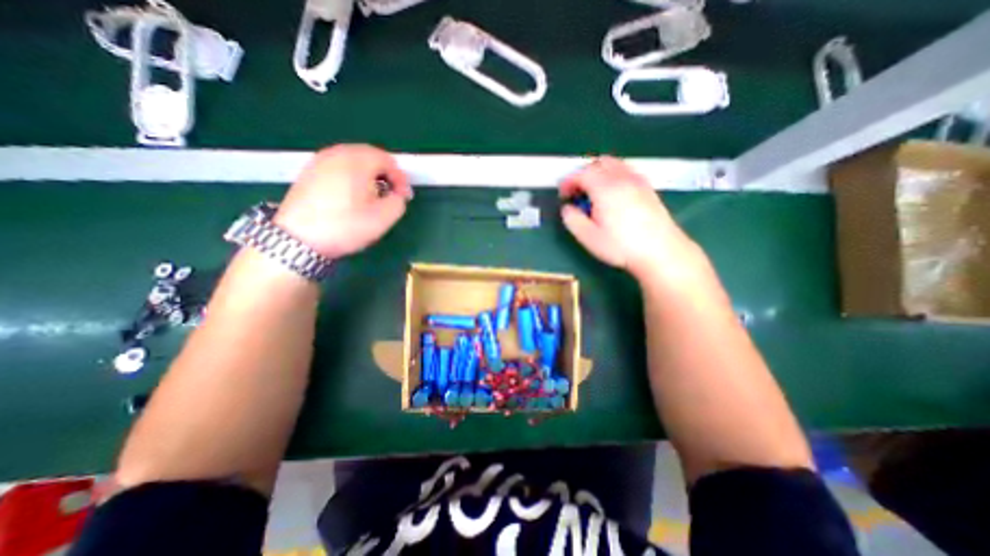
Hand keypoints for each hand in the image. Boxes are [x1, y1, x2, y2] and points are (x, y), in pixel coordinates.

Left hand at [271, 143, 411, 258]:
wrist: (298, 239)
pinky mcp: (309, 172)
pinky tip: (352, 196)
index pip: (388, 160)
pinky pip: (338, 167)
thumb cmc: (345, 226)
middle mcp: (337, 154)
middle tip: (392, 193)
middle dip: (386, 174)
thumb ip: (399, 202)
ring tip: (374, 195)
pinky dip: (352, 176)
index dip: (401, 178)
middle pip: (370, 155)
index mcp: (357, 161)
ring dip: (369, 174)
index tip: (405, 197)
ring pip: (353, 160)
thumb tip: (397, 195)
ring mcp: (319, 161)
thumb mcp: (383, 218)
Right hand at [560, 156, 707, 282]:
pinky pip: (627, 171)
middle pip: (599, 163)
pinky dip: (614, 176)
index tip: (563, 194)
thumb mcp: (589, 237)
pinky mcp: (648, 188)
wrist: (661, 252)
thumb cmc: (621, 246)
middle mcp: (622, 178)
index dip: (568, 181)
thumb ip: (572, 219)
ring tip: (594, 193)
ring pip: (615, 164)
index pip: (582, 173)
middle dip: (584, 174)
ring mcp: (638, 181)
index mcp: (605, 188)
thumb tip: (567, 208)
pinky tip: (613, 195)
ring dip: (600, 173)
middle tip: (578, 192)